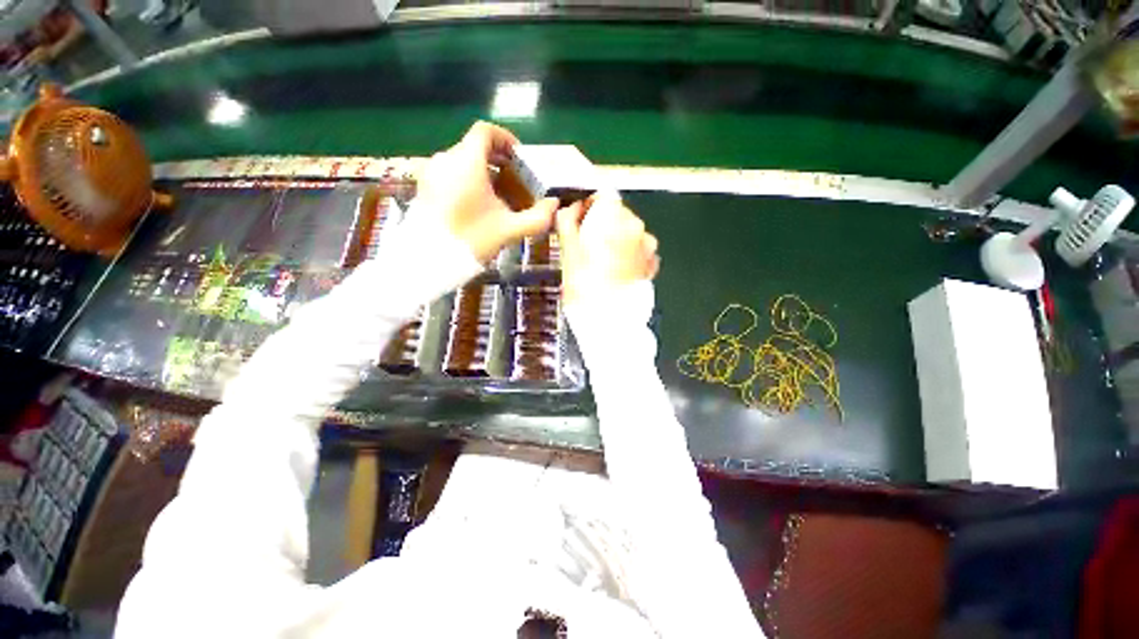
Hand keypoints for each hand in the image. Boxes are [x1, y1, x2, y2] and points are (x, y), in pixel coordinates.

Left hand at [414, 122, 558, 262]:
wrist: (430, 259)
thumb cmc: (472, 238)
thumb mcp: (510, 230)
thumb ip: (537, 217)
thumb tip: (555, 205)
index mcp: (467, 161)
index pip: (485, 131)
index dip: (505, 139)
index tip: (519, 157)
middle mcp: (446, 159)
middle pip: (474, 147)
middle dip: (498, 160)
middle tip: (514, 179)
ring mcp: (432, 173)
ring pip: (462, 161)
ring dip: (483, 171)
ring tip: (498, 195)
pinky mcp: (424, 187)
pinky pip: (450, 173)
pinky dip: (467, 179)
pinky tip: (477, 204)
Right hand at [556, 191, 659, 305]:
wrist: (608, 317)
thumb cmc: (584, 283)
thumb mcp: (567, 249)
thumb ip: (567, 221)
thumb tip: (571, 210)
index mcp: (613, 216)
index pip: (603, 196)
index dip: (590, 206)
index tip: (581, 221)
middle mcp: (636, 225)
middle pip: (617, 215)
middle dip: (603, 225)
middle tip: (588, 246)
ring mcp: (647, 246)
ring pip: (629, 234)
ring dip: (617, 241)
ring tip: (602, 263)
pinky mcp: (651, 264)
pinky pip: (638, 251)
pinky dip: (628, 255)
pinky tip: (616, 271)